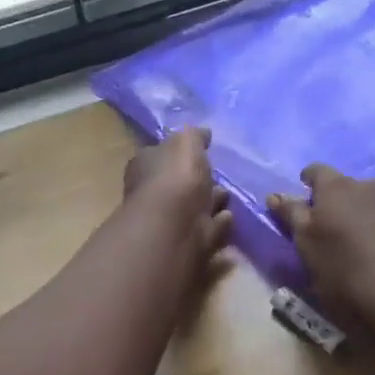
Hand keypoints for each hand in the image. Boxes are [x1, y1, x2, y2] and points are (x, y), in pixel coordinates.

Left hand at [124, 127, 231, 260]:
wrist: (175, 226)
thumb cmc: (176, 176)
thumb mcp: (186, 142)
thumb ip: (195, 136)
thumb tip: (203, 133)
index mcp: (145, 165)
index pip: (161, 154)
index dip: (180, 152)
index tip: (201, 150)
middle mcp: (153, 192)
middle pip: (178, 182)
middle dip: (198, 179)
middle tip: (218, 175)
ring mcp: (170, 220)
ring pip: (194, 206)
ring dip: (211, 200)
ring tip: (228, 195)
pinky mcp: (188, 242)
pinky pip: (207, 228)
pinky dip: (218, 222)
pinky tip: (229, 216)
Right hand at [269, 165, 374, 322]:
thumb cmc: (344, 268)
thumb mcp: (306, 244)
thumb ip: (291, 215)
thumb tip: (276, 195)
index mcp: (337, 186)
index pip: (316, 171)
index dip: (307, 183)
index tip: (303, 202)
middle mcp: (369, 185)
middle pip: (345, 187)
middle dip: (335, 202)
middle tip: (327, 230)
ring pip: (370, 202)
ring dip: (360, 214)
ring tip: (355, 244)